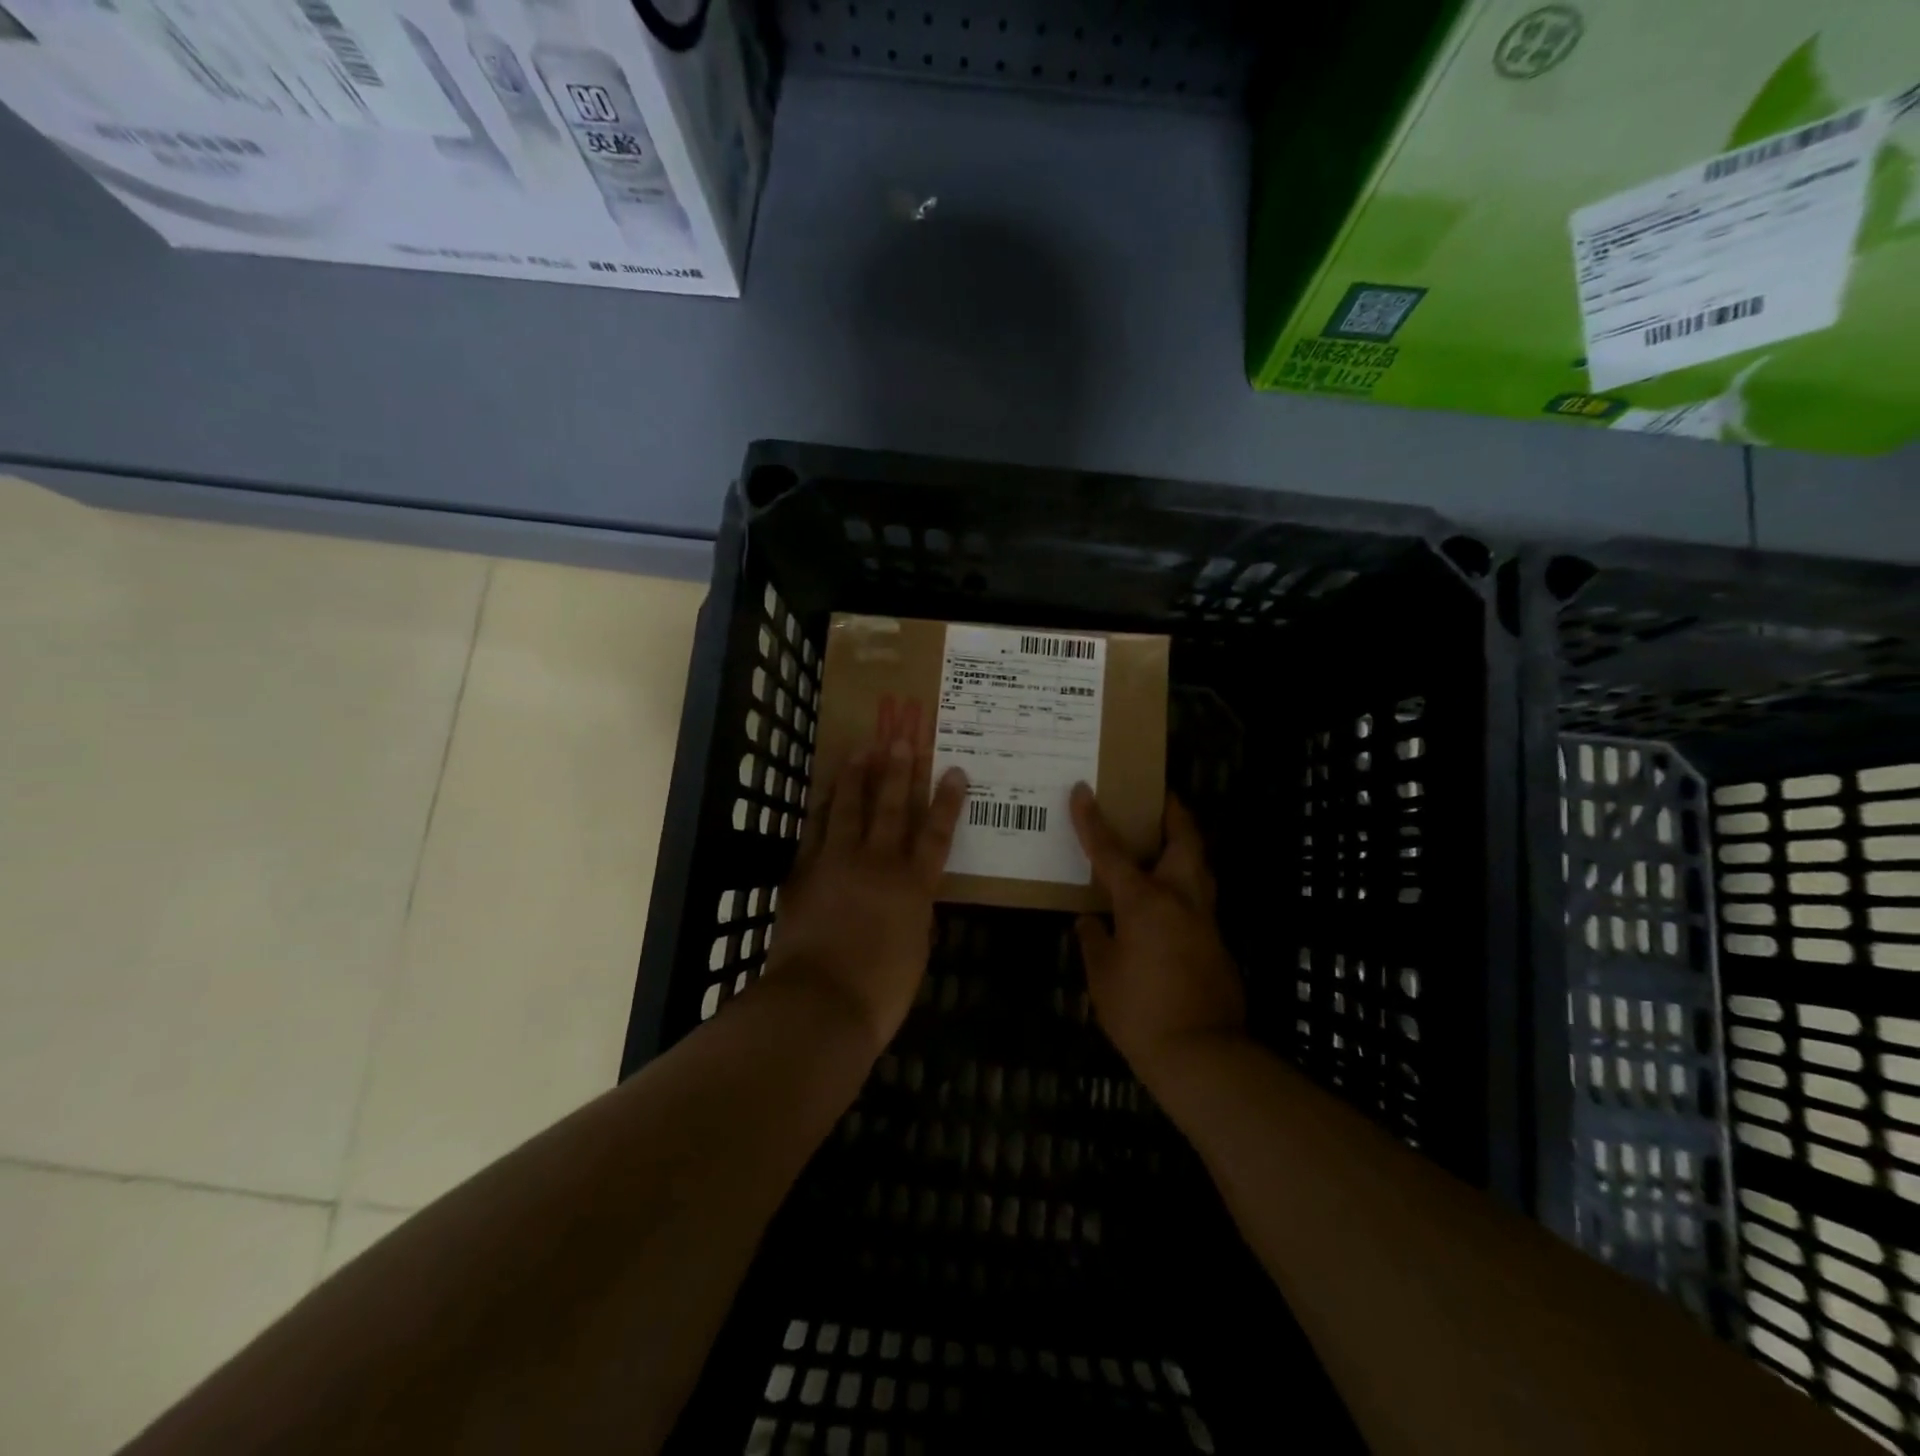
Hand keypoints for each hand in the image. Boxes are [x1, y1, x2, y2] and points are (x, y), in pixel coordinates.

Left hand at [764, 732, 967, 1054]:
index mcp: (913, 885)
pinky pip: (814, 830)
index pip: (937, 833)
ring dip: (855, 776)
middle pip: (891, 806)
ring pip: (847, 807)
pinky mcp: (803, 873)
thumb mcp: (915, 952)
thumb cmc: (880, 991)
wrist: (819, 1004)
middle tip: (901, 738)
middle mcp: (877, 863)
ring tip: (861, 748)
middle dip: (898, 771)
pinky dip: (821, 808)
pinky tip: (824, 794)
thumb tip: (912, 901)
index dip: (947, 801)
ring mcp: (836, 863)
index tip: (955, 770)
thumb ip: (915, 916)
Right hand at [1069, 785, 1246, 1082]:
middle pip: (1184, 840)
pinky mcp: (1218, 943)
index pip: (1111, 851)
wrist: (1201, 1054)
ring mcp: (1205, 920)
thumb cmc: (1140, 1011)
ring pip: (1200, 867)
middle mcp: (1180, 899)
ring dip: (1186, 846)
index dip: (1093, 819)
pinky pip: (1200, 899)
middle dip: (1174, 813)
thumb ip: (1094, 940)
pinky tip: (1167, 903)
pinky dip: (1184, 886)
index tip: (1082, 790)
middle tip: (1160, 799)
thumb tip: (1090, 921)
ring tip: (1166, 841)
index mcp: (1145, 901)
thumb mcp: (1102, 974)